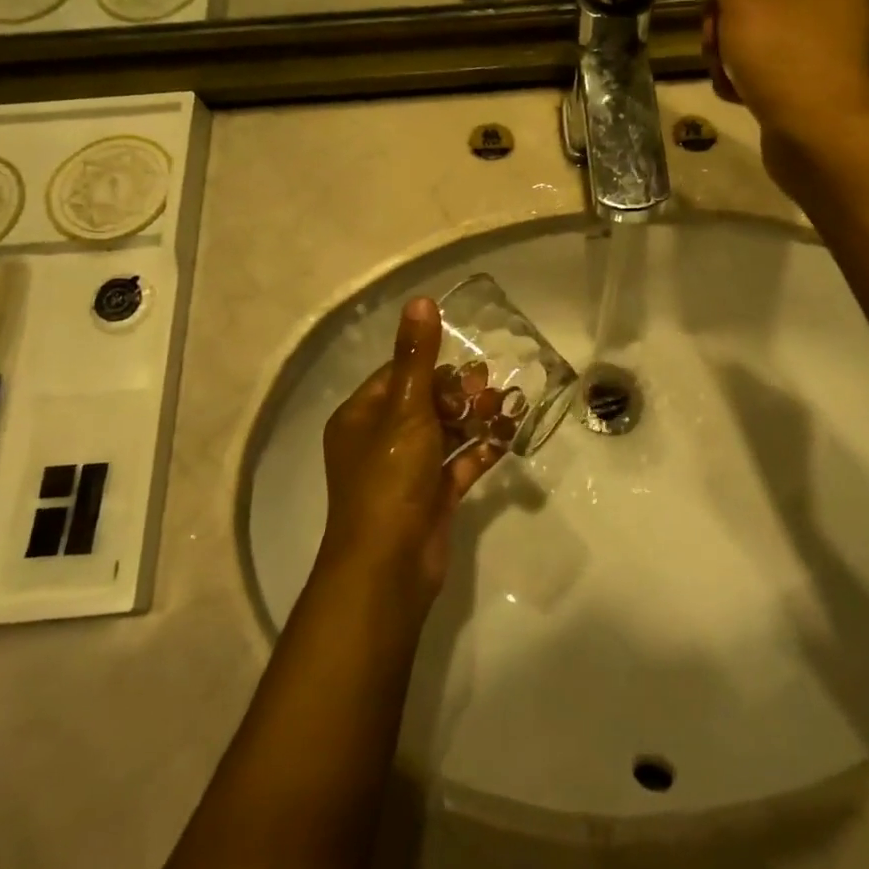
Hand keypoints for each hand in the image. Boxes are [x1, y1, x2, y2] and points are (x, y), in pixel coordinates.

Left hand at [318, 299, 502, 607]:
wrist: (388, 569)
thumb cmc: (390, 479)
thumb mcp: (405, 410)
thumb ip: (418, 357)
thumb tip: (420, 300)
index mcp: (361, 417)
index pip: (397, 376)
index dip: (433, 368)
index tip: (467, 365)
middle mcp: (378, 442)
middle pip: (424, 403)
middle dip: (460, 394)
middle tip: (491, 388)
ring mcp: (405, 473)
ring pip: (444, 434)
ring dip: (475, 419)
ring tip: (507, 405)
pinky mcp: (430, 498)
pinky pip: (457, 465)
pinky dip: (480, 450)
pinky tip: (507, 437)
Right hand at [688, 0, 868, 191]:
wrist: (821, 142)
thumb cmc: (787, 61)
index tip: (721, 3)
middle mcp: (827, 0)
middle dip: (722, 21)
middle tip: (722, 44)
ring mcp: (814, 43)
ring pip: (745, 31)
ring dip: (723, 53)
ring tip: (730, 75)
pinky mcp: (799, 80)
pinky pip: (755, 65)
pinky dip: (738, 77)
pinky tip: (737, 94)